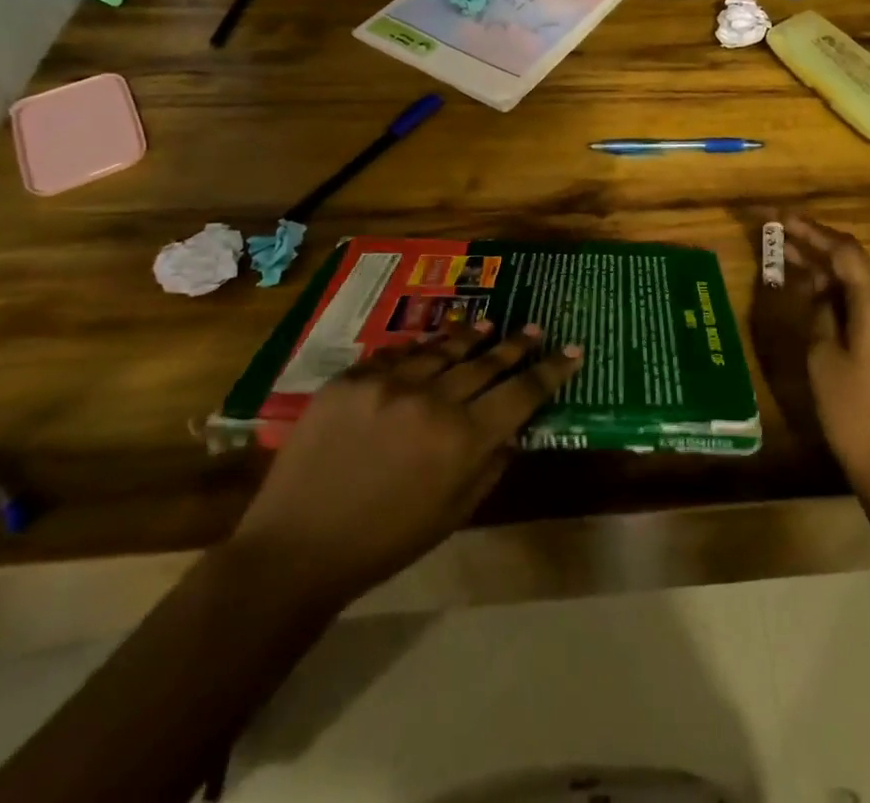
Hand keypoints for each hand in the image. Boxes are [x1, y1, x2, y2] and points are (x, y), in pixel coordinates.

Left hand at [232, 322, 581, 605]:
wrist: (298, 546)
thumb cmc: (385, 542)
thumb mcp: (453, 514)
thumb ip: (490, 464)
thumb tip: (514, 427)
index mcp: (463, 440)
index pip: (522, 393)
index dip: (551, 370)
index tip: (572, 351)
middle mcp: (433, 400)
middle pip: (487, 362)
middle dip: (516, 345)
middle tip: (535, 328)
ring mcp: (389, 383)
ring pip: (443, 348)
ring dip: (471, 336)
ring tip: (490, 324)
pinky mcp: (352, 378)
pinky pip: (396, 355)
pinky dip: (419, 350)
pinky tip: (429, 345)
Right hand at [770, 216, 869, 510]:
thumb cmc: (852, 412)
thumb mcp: (823, 358)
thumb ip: (820, 313)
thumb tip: (818, 289)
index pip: (845, 252)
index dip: (813, 232)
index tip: (782, 219)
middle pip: (856, 262)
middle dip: (818, 246)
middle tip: (780, 235)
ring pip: (862, 281)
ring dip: (829, 268)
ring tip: (790, 257)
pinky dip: (842, 291)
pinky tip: (817, 291)